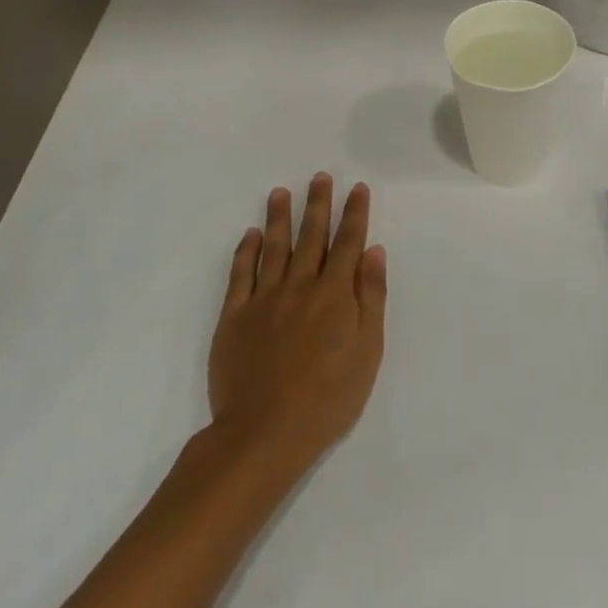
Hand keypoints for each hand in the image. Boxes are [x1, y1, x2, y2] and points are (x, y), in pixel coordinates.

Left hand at [208, 174, 386, 476]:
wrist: (265, 431)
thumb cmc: (329, 396)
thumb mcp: (368, 350)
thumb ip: (371, 297)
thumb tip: (373, 252)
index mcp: (335, 294)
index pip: (348, 243)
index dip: (354, 214)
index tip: (357, 188)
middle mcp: (300, 286)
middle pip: (312, 237)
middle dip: (318, 205)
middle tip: (320, 177)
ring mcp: (264, 299)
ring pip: (274, 247)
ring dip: (279, 217)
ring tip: (281, 192)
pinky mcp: (234, 317)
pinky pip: (240, 275)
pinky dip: (246, 251)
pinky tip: (251, 235)